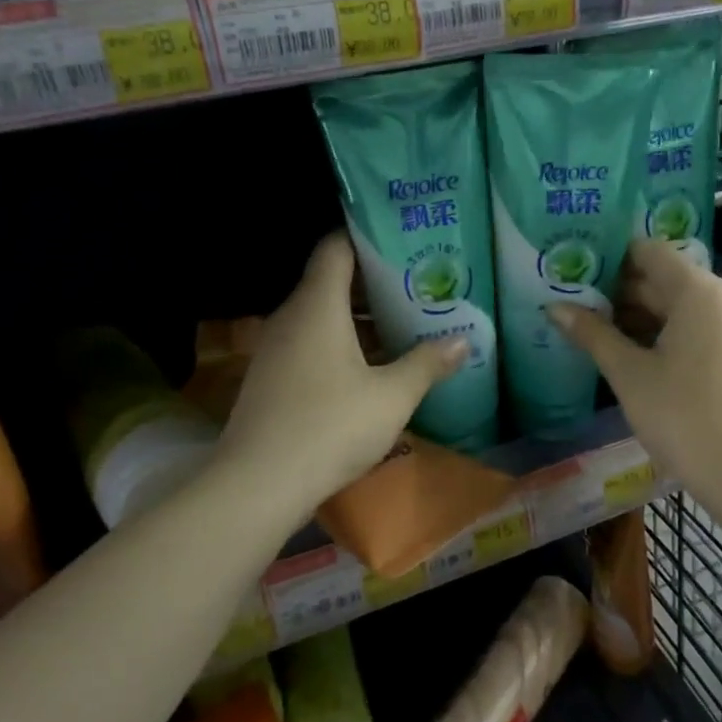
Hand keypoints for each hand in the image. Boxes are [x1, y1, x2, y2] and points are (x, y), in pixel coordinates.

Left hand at [218, 233, 465, 512]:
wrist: (258, 485)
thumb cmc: (330, 427)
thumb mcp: (392, 396)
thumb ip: (427, 364)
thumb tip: (463, 341)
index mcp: (318, 305)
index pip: (336, 246)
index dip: (367, 236)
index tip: (402, 240)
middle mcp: (291, 316)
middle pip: (331, 280)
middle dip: (374, 281)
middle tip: (417, 285)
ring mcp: (276, 348)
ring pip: (321, 316)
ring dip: (359, 318)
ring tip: (402, 323)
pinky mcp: (271, 378)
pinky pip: (310, 343)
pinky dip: (340, 343)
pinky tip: (370, 367)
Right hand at [551, 240, 721, 504]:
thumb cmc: (683, 416)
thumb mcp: (629, 374)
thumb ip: (592, 334)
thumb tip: (554, 308)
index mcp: (698, 290)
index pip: (648, 252)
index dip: (609, 258)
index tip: (574, 272)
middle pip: (663, 278)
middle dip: (618, 292)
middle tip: (573, 303)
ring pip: (678, 307)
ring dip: (637, 316)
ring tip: (592, 330)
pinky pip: (694, 328)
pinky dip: (662, 335)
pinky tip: (628, 354)